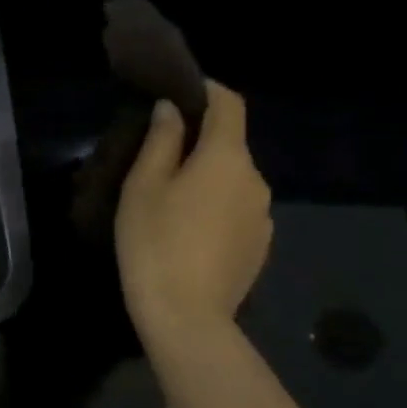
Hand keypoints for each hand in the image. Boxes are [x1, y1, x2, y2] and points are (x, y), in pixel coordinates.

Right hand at [115, 81, 271, 333]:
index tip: (180, 93)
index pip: (230, 104)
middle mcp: (255, 179)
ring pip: (233, 180)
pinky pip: (238, 209)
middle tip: (159, 158)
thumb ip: (161, 141)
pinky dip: (216, 207)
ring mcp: (262, 215)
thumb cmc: (155, 242)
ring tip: (171, 201)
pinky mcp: (260, 245)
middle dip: (200, 141)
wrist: (186, 316)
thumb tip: (172, 110)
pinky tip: (189, 232)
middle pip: (230, 144)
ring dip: (207, 178)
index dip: (208, 90)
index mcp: (227, 158)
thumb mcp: (143, 186)